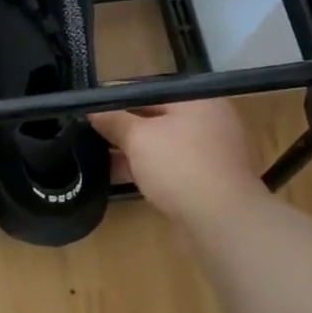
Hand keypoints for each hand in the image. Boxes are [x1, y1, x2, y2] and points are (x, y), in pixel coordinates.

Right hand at [88, 98, 264, 227]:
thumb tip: (92, 110)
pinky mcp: (207, 180)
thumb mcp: (139, 138)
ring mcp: (210, 152)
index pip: (149, 91)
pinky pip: (170, 167)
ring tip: (97, 157)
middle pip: (156, 118)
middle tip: (89, 133)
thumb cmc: (180, 166)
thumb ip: (114, 120)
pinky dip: (147, 170)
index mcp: (197, 100)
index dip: (117, 99)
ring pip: (162, 145)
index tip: (90, 109)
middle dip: (123, 126)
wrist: (222, 221)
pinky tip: (119, 177)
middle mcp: (208, 121)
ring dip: (132, 151)